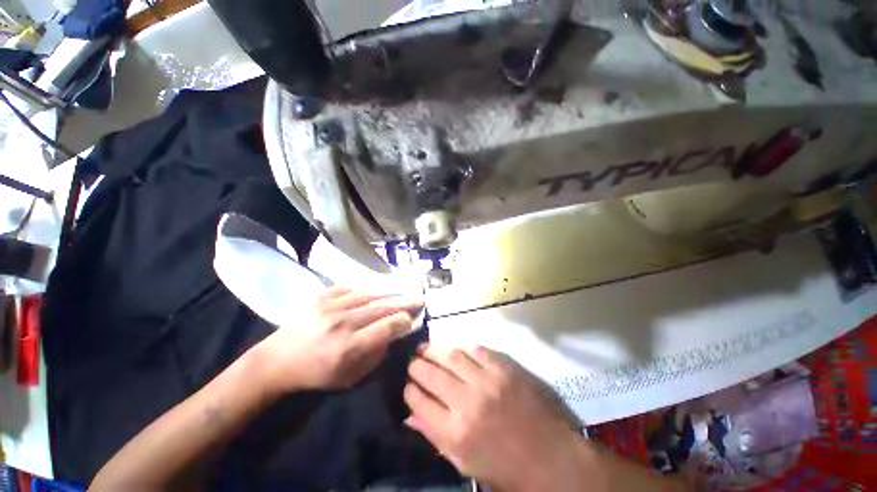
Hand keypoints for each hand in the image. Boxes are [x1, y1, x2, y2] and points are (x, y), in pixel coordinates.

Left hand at [254, 287, 422, 392]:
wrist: (278, 360)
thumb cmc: (316, 374)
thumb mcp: (350, 378)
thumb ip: (375, 355)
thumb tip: (393, 334)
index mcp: (350, 346)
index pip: (387, 327)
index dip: (404, 320)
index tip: (413, 318)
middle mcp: (343, 323)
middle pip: (382, 307)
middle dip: (404, 302)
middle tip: (419, 298)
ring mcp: (332, 306)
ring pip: (369, 294)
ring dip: (390, 292)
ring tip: (403, 290)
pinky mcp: (322, 297)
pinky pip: (350, 287)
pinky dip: (366, 287)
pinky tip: (376, 288)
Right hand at [404, 346, 586, 491]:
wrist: (552, 458)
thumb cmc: (506, 468)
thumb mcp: (465, 464)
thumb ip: (435, 436)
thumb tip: (410, 414)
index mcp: (455, 432)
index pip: (419, 401)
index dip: (409, 390)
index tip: (407, 383)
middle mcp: (467, 401)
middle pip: (431, 374)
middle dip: (416, 365)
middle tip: (412, 360)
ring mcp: (487, 380)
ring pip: (452, 356)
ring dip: (434, 350)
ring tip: (425, 347)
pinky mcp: (505, 368)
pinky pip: (477, 350)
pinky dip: (463, 348)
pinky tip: (457, 349)